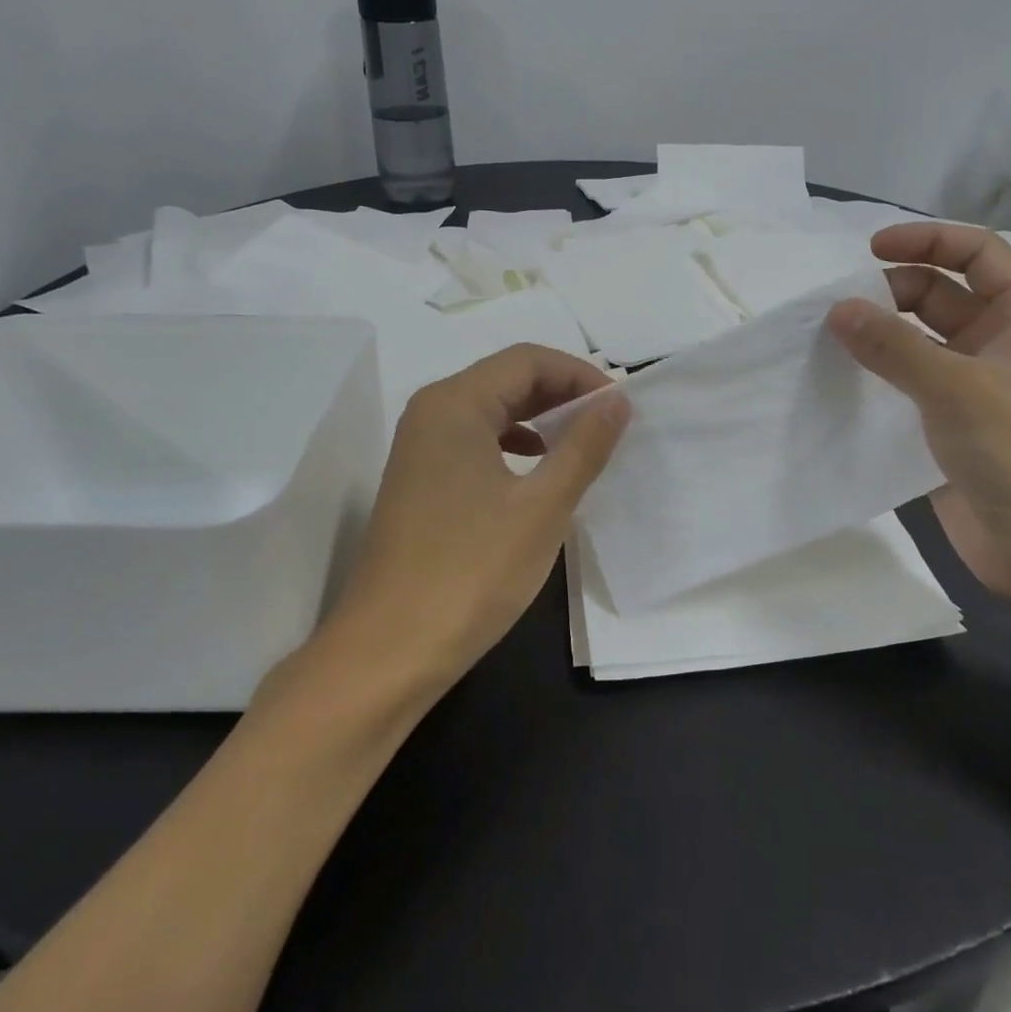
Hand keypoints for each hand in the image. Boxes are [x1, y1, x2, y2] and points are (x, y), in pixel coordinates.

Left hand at [317, 344, 629, 693]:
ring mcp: (420, 447)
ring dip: (541, 419)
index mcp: (454, 404)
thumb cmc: (471, 571)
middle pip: (507, 379)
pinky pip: (476, 441)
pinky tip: (538, 471)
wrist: (389, 650)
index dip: (580, 375)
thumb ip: (583, 446)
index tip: (620, 408)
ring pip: (492, 410)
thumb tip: (617, 400)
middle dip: (562, 394)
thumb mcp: (541, 507)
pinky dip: (515, 444)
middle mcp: (431, 413)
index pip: (528, 360)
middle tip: (611, 424)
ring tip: (583, 445)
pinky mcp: (420, 480)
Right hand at [827, 224, 1010, 602]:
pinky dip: (878, 375)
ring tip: (827, 338)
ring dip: (880, 335)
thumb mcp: (957, 389)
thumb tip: (837, 309)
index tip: (870, 251)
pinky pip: (910, 382)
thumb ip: (894, 346)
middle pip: (941, 294)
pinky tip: (840, 379)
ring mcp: (978, 385)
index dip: (926, 240)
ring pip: (921, 340)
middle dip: (891, 292)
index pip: (977, 252)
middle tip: (838, 309)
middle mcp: (1003, 341)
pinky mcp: (953, 423)